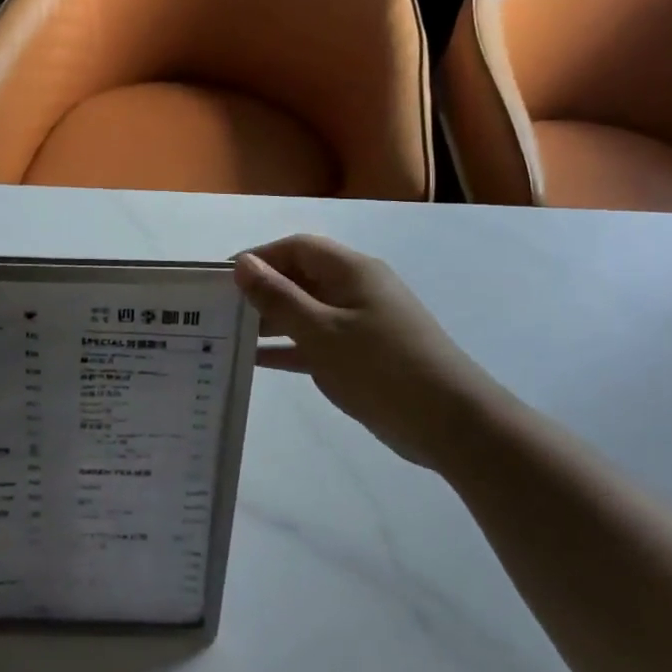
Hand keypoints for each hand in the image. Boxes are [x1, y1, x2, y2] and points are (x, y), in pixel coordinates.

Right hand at [233, 235, 490, 466]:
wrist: (451, 423)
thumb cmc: (382, 367)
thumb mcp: (321, 331)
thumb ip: (278, 297)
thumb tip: (242, 263)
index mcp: (351, 270)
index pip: (296, 247)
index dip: (258, 258)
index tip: (221, 281)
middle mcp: (356, 288)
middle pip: (300, 277)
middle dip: (261, 290)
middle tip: (220, 313)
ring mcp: (361, 322)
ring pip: (306, 310)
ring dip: (272, 320)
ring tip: (230, 336)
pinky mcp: (363, 354)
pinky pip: (317, 340)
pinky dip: (290, 346)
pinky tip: (258, 362)